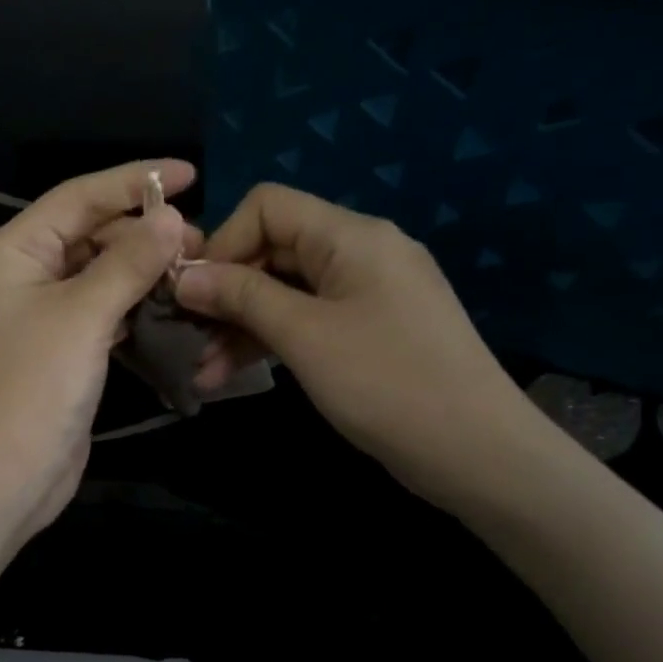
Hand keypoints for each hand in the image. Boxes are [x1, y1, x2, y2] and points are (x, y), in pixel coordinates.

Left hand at [0, 160, 190, 550]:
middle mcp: (24, 278)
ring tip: (196, 274)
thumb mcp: (81, 317)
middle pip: (90, 237)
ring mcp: (41, 321)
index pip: (78, 197)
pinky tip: (173, 312)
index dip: (134, 181)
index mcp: (14, 253)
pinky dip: (135, 312)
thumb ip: (128, 263)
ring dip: (143, 274)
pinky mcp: (60, 358)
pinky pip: (103, 319)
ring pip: (100, 280)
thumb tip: (171, 216)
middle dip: (144, 234)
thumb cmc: (27, 390)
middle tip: (203, 242)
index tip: (191, 173)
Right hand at [173, 183, 542, 513]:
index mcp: (351, 236)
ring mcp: (366, 294)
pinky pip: (307, 320)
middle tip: (185, 335)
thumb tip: (183, 276)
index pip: (268, 207)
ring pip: (285, 292)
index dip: (223, 242)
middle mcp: (360, 253)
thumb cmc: (387, 383)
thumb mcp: (304, 335)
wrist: (479, 454)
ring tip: (201, 372)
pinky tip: (231, 375)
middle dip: (224, 292)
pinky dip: (270, 342)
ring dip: (240, 326)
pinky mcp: (368, 331)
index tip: (192, 291)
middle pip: (273, 250)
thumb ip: (241, 296)